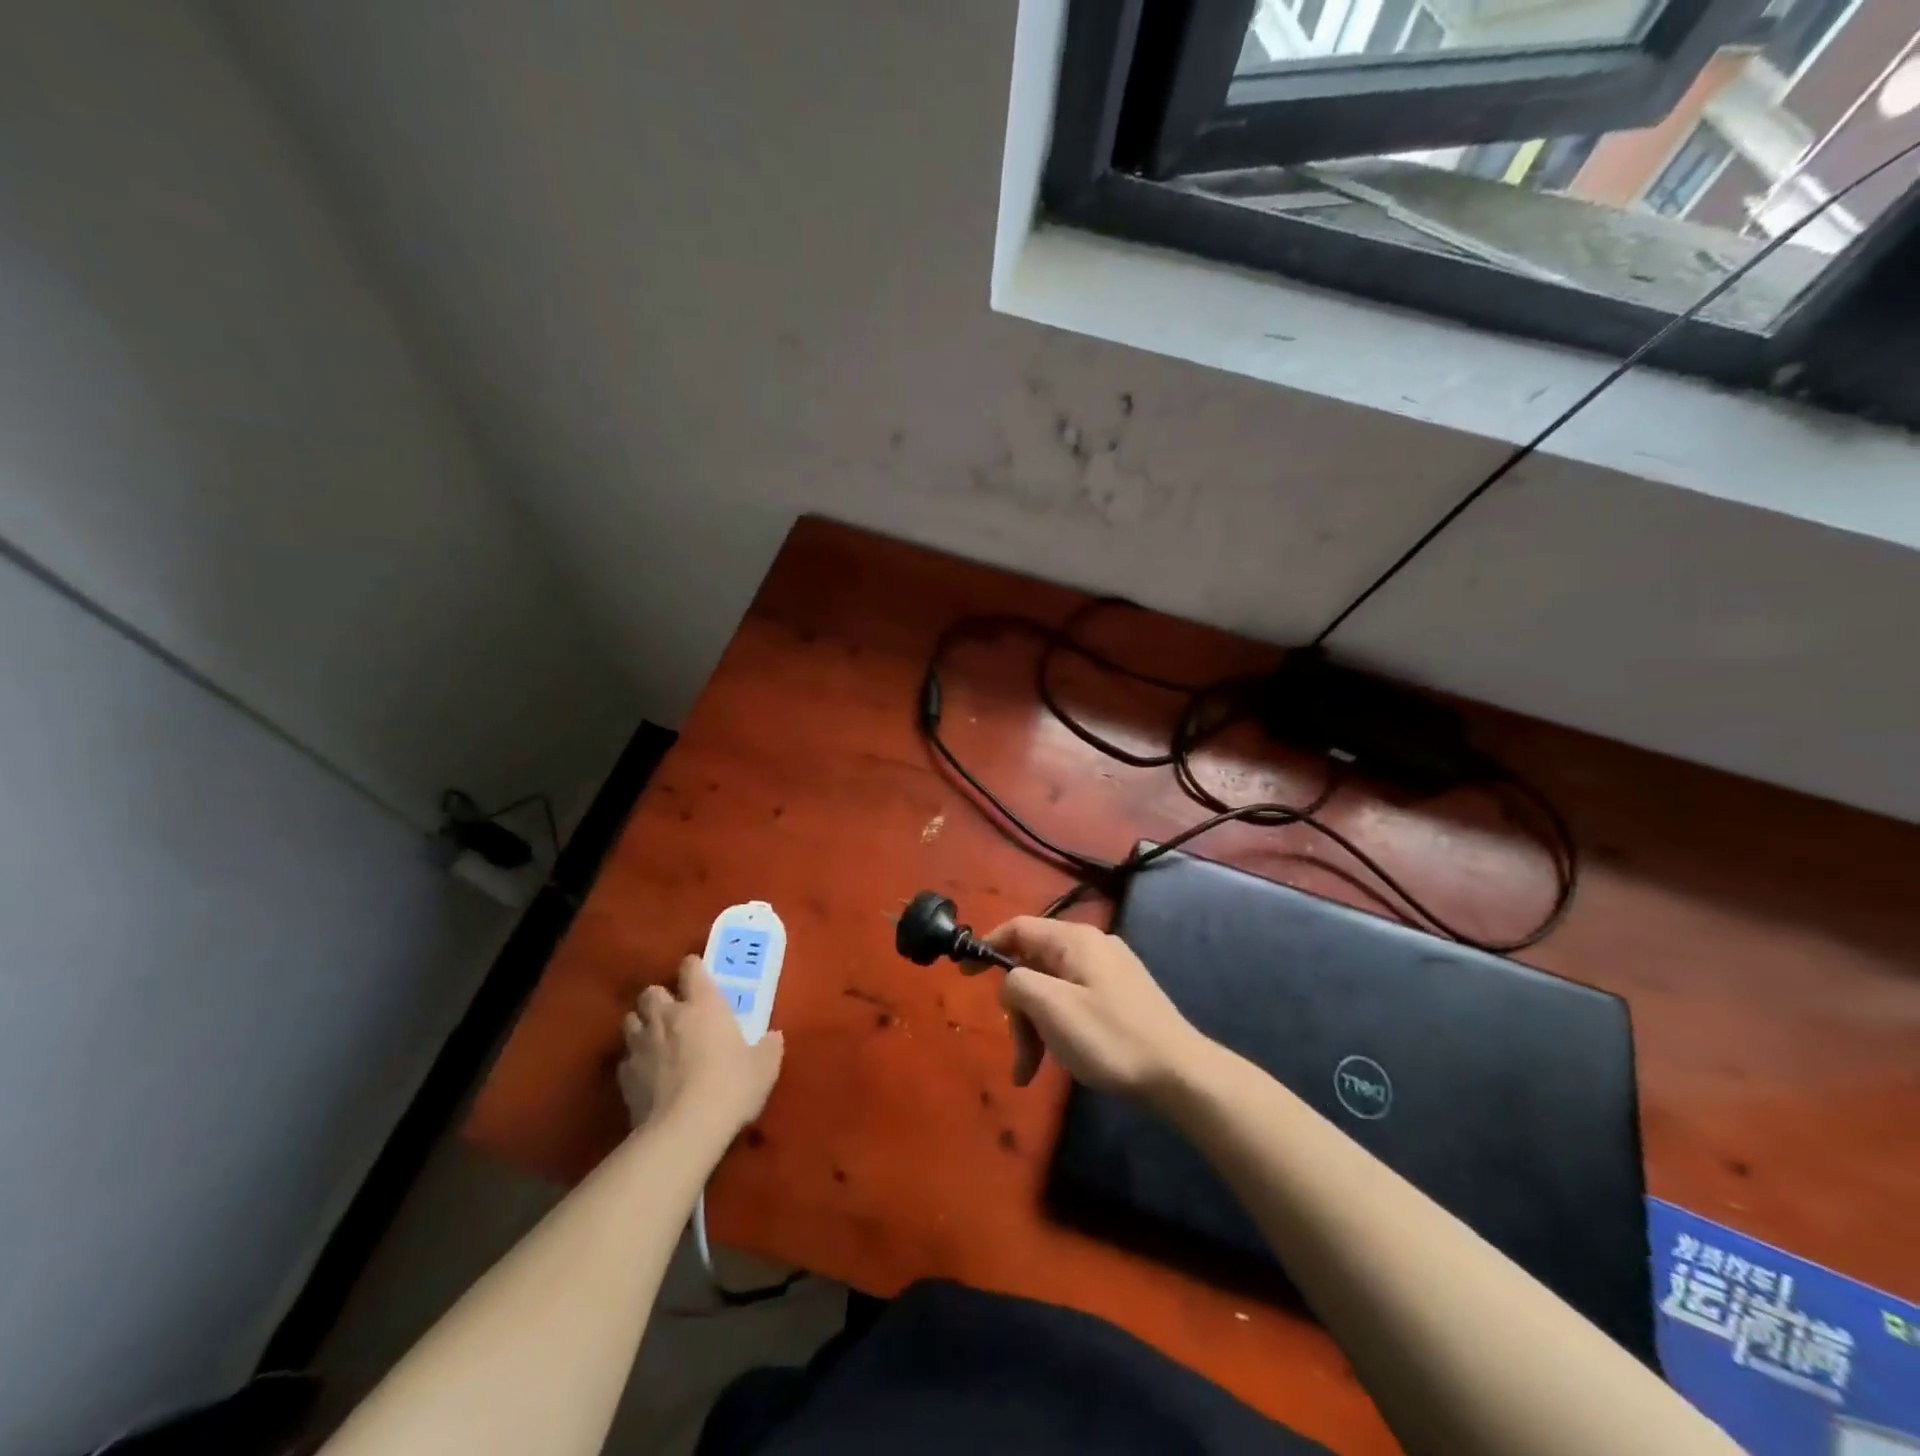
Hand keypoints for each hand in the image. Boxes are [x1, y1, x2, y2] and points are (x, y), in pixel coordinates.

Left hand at [617, 955, 783, 1137]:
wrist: (684, 1130)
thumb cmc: (731, 1087)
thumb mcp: (764, 1067)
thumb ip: (768, 1047)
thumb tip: (773, 1038)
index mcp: (703, 1005)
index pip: (691, 969)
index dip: (693, 969)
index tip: (699, 977)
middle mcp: (668, 1016)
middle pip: (652, 991)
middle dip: (660, 998)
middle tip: (674, 1012)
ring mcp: (642, 1045)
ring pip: (630, 1020)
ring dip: (642, 1025)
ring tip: (655, 1039)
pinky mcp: (624, 1077)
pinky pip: (626, 1059)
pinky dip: (634, 1062)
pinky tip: (646, 1075)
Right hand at [981, 917, 1209, 1100]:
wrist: (1179, 1074)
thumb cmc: (1110, 1037)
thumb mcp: (1052, 1008)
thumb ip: (1017, 984)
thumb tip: (1010, 983)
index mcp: (1074, 940)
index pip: (1019, 928)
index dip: (988, 945)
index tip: (964, 973)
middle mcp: (1091, 947)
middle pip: (1034, 964)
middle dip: (1017, 1007)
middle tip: (1018, 1051)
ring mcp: (1108, 971)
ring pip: (1052, 988)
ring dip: (1036, 1025)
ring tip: (1032, 1070)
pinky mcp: (1120, 997)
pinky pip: (1073, 1002)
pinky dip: (1057, 1028)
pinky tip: (1060, 1060)